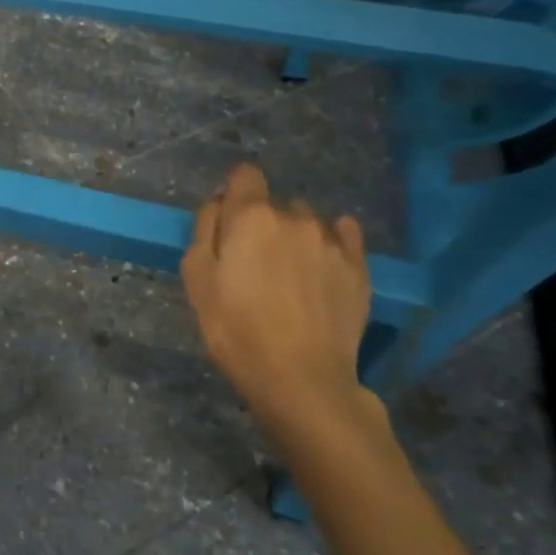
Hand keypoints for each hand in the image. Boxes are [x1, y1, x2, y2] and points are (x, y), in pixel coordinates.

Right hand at [181, 164, 374, 439]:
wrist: (300, 379)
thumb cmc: (235, 329)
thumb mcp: (196, 279)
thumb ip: (205, 230)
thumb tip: (218, 204)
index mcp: (251, 216)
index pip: (245, 175)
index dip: (234, 195)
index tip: (227, 224)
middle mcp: (294, 217)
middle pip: (275, 204)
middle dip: (262, 223)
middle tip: (253, 264)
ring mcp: (331, 241)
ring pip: (307, 221)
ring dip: (295, 236)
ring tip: (290, 275)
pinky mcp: (359, 267)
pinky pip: (344, 235)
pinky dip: (331, 242)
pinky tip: (322, 267)